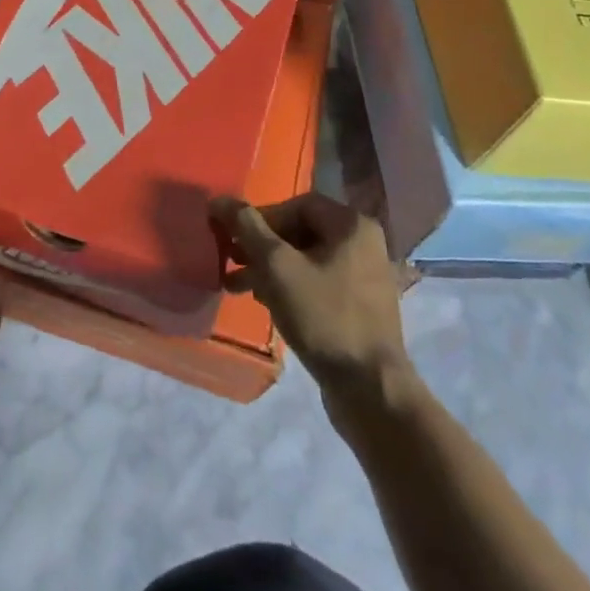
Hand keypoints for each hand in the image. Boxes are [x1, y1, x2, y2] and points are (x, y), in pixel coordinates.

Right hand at [211, 192, 417, 419]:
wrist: (370, 390)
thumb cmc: (323, 317)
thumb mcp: (277, 267)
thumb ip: (247, 228)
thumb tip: (219, 199)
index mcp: (352, 225)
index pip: (297, 205)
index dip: (261, 218)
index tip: (235, 239)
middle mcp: (363, 244)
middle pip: (300, 231)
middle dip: (261, 246)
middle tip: (230, 259)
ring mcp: (363, 276)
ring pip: (306, 259)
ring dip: (269, 268)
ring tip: (237, 285)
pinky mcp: (358, 306)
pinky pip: (317, 282)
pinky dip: (289, 287)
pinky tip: (264, 303)